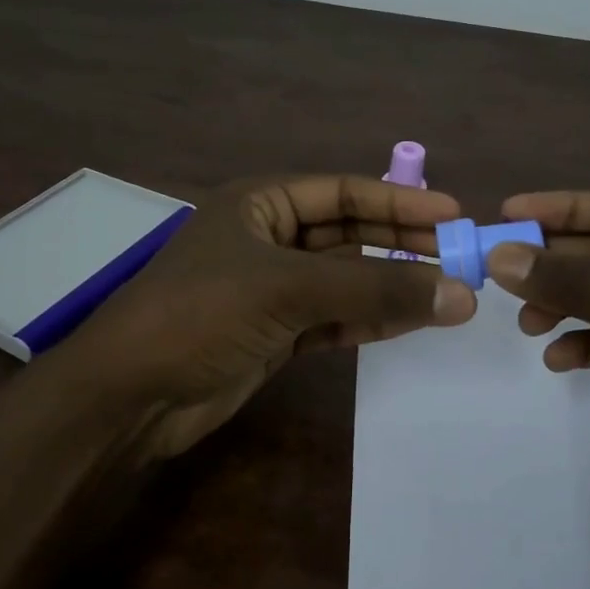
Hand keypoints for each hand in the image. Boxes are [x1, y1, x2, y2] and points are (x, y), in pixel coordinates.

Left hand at [42, 173, 476, 462]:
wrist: (129, 396)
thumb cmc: (201, 315)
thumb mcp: (289, 290)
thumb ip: (374, 291)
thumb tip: (460, 294)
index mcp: (261, 203)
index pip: (344, 192)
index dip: (400, 202)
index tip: (454, 217)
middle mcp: (268, 239)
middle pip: (349, 235)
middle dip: (401, 247)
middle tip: (460, 260)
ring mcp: (271, 289)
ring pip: (345, 280)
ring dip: (391, 288)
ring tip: (448, 296)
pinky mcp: (274, 334)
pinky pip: (333, 319)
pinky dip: (368, 321)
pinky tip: (409, 324)